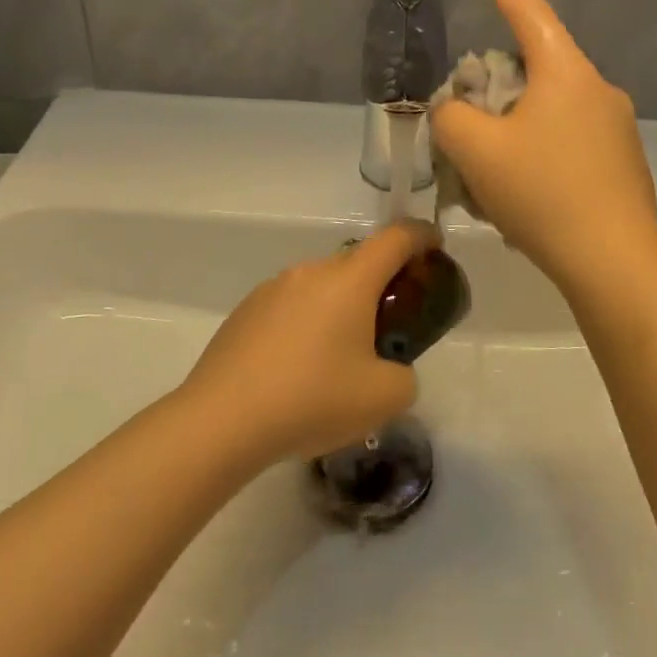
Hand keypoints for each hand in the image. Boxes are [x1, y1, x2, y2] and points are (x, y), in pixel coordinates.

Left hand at [180, 221, 433, 461]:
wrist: (222, 420)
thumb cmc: (312, 399)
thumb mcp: (384, 398)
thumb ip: (404, 376)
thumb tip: (388, 369)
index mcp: (350, 280)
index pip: (396, 237)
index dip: (422, 236)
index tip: (435, 249)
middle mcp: (311, 271)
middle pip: (358, 263)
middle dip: (381, 286)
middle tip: (388, 329)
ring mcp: (273, 288)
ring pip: (322, 287)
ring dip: (340, 309)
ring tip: (338, 361)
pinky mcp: (246, 311)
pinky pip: (291, 306)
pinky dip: (306, 325)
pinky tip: (297, 371)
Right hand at [431, 0, 656, 288]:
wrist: (613, 261)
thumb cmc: (542, 194)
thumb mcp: (475, 151)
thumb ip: (451, 118)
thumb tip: (457, 111)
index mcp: (566, 73)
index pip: (530, 12)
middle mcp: (599, 89)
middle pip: (538, 66)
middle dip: (498, 81)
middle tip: (468, 116)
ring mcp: (618, 127)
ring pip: (553, 108)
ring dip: (518, 124)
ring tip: (491, 170)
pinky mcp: (624, 162)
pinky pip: (571, 139)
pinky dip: (541, 150)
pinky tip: (526, 193)